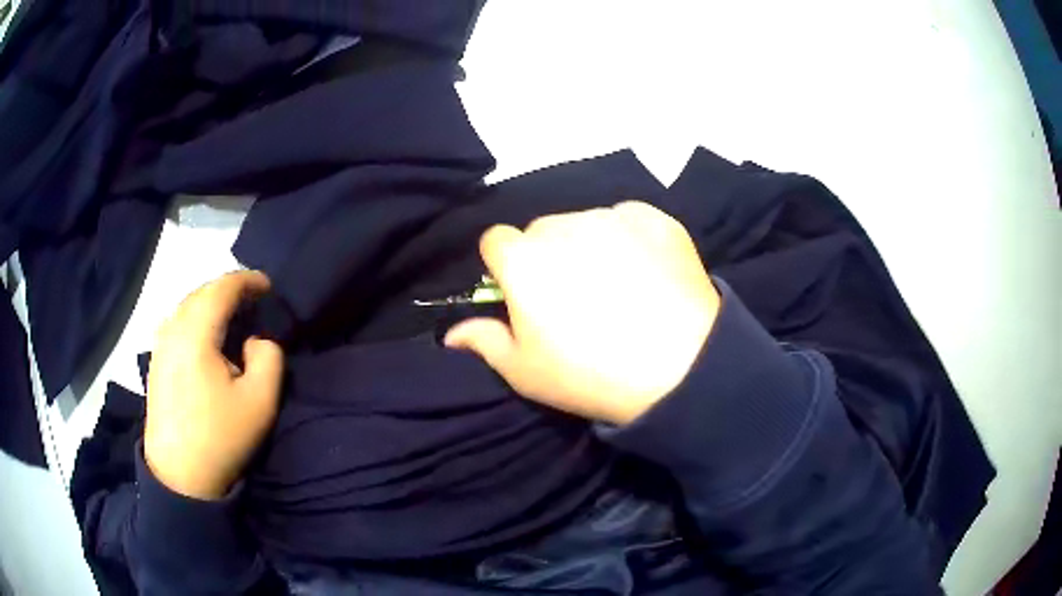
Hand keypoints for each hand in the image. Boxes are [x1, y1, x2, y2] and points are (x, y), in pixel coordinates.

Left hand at [145, 271, 283, 499]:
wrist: (180, 476)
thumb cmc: (220, 438)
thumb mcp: (260, 402)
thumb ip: (269, 358)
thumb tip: (256, 340)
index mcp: (196, 333)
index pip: (222, 288)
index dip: (248, 280)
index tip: (269, 287)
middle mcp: (173, 329)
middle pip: (202, 293)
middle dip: (229, 290)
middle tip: (253, 303)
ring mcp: (160, 345)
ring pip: (187, 307)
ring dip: (211, 305)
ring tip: (232, 319)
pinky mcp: (156, 361)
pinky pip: (177, 324)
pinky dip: (196, 320)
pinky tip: (207, 340)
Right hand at [445, 201, 719, 424]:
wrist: (682, 369)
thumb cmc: (591, 375)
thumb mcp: (526, 372)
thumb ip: (484, 342)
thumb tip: (452, 333)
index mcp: (524, 259)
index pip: (496, 240)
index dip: (505, 266)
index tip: (523, 293)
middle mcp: (564, 225)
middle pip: (542, 231)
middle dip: (548, 255)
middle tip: (576, 297)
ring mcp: (613, 217)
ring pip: (586, 223)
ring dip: (591, 245)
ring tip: (620, 287)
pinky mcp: (656, 218)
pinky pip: (629, 220)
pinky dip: (632, 239)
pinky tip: (650, 274)